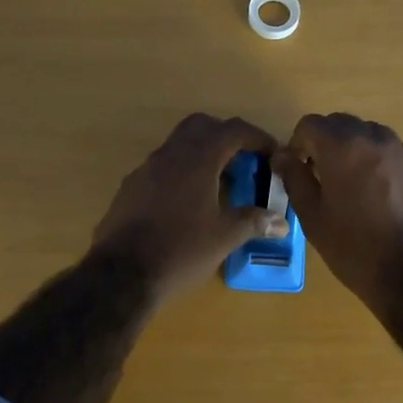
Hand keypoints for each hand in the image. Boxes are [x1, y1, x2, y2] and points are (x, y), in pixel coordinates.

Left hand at [91, 113, 287, 303]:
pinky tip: (188, 203)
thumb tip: (281, 221)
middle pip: (201, 126)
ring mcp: (145, 170)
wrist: (121, 275)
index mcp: (197, 160)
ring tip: (220, 183)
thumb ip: (253, 222)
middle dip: (225, 137)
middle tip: (243, 160)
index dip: (256, 137)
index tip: (272, 153)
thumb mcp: (224, 238)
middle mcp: (169, 155)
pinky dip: (181, 173)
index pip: (232, 130)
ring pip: (178, 145)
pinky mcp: (130, 188)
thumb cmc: (180, 251)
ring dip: (201, 154)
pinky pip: (161, 167)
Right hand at [272, 113, 402, 314]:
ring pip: (371, 136)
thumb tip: (282, 155)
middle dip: (327, 143)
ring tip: (352, 187)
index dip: (298, 144)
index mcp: (343, 146)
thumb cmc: (354, 248)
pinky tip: (381, 200)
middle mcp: (376, 138)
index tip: (299, 170)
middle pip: (342, 124)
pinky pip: (393, 155)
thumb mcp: (313, 217)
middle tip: (322, 177)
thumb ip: (294, 178)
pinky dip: (380, 165)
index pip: (311, 124)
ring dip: (355, 151)